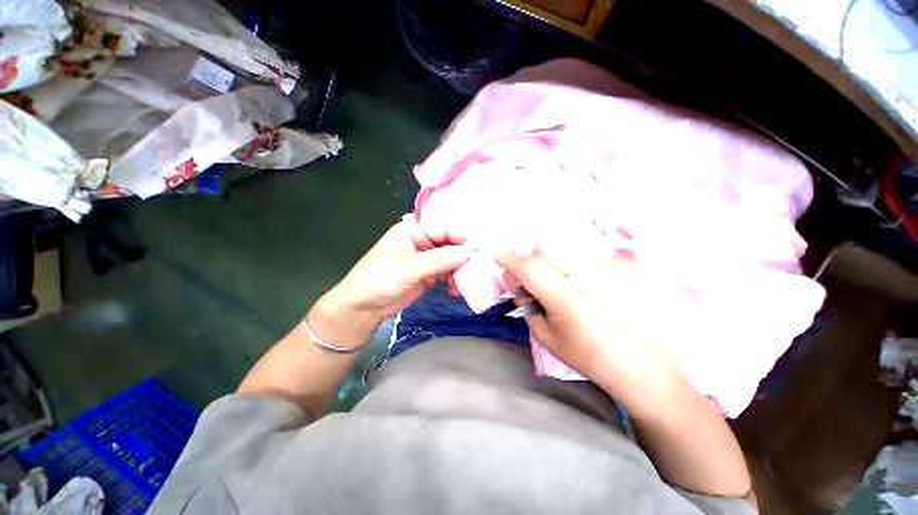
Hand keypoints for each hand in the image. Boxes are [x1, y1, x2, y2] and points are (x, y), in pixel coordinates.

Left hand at [329, 220, 470, 321]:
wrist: (363, 308)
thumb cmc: (379, 280)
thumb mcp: (409, 267)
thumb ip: (439, 259)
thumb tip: (467, 253)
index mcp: (412, 231)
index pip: (442, 228)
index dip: (460, 237)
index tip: (476, 250)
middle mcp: (421, 242)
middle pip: (448, 245)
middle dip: (460, 258)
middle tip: (473, 271)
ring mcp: (424, 260)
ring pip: (449, 261)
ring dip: (457, 272)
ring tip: (461, 286)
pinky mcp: (427, 275)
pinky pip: (445, 274)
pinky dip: (452, 282)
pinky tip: (454, 292)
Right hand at [497, 249, 685, 414]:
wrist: (642, 367)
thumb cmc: (589, 358)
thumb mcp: (547, 337)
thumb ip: (527, 305)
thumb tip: (516, 281)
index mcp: (567, 300)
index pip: (530, 267)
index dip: (510, 258)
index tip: (498, 257)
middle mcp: (588, 279)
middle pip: (545, 249)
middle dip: (530, 261)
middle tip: (531, 279)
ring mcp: (608, 271)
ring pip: (565, 249)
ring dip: (551, 261)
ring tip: (558, 283)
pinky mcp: (622, 269)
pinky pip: (586, 255)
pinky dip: (573, 264)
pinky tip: (580, 283)